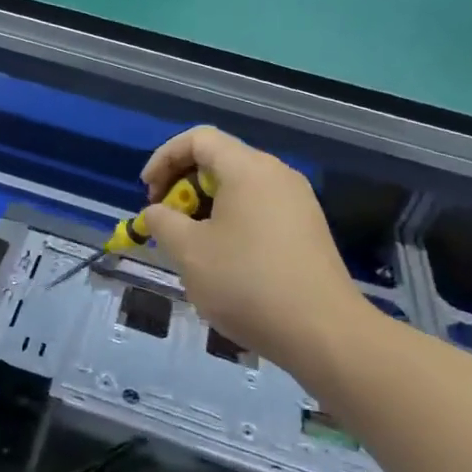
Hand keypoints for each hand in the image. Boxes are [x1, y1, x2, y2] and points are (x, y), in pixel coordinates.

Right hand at [140, 126, 374, 371]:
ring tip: (190, 246)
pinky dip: (231, 222)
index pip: (198, 139)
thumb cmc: (247, 283)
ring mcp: (298, 202)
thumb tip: (157, 212)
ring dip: (206, 208)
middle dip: (183, 186)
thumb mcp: (189, 252)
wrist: (323, 333)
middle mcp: (277, 174)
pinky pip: (259, 209)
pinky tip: (223, 261)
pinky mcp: (308, 229)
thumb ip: (162, 222)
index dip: (164, 158)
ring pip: (239, 188)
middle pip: (220, 160)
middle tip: (166, 221)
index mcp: (248, 168)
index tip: (147, 193)